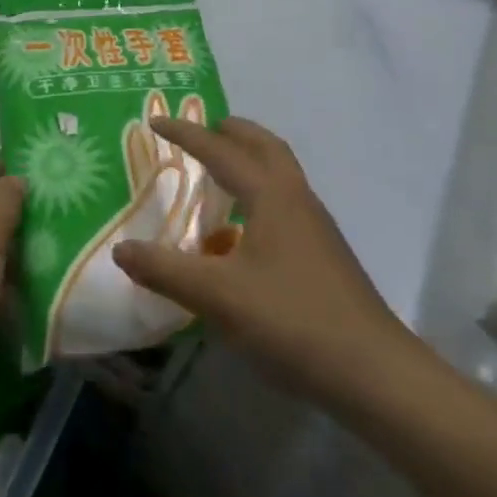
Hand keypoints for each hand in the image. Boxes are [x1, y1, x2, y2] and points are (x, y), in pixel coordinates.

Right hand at [112, 115, 420, 411]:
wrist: (375, 375)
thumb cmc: (293, 321)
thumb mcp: (218, 296)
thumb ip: (165, 270)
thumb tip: (121, 249)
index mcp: (272, 197)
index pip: (222, 152)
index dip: (186, 135)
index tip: (156, 122)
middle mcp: (298, 201)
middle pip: (266, 148)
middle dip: (232, 132)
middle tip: (202, 130)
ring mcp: (317, 229)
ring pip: (281, 176)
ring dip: (250, 161)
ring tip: (218, 174)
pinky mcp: (325, 256)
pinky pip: (286, 205)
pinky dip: (259, 195)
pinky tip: (243, 232)